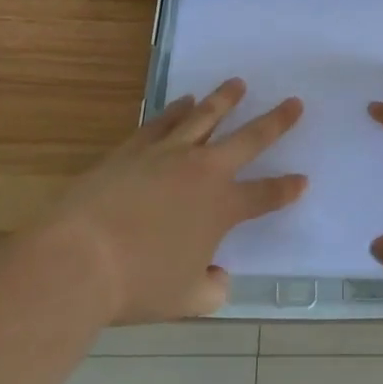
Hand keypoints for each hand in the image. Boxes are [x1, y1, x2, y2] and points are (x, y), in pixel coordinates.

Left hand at [49, 80, 306, 322]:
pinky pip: (164, 121)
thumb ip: (212, 288)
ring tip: (238, 83)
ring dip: (225, 99)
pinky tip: (185, 100)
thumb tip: (220, 277)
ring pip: (205, 116)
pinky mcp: (135, 147)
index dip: (287, 189)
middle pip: (249, 138)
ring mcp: (168, 153)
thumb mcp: (185, 300)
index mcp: (222, 207)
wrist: (80, 257)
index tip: (302, 180)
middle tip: (294, 103)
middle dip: (276, 121)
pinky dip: (178, 109)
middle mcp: (203, 170)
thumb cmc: (137, 283)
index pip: (265, 194)